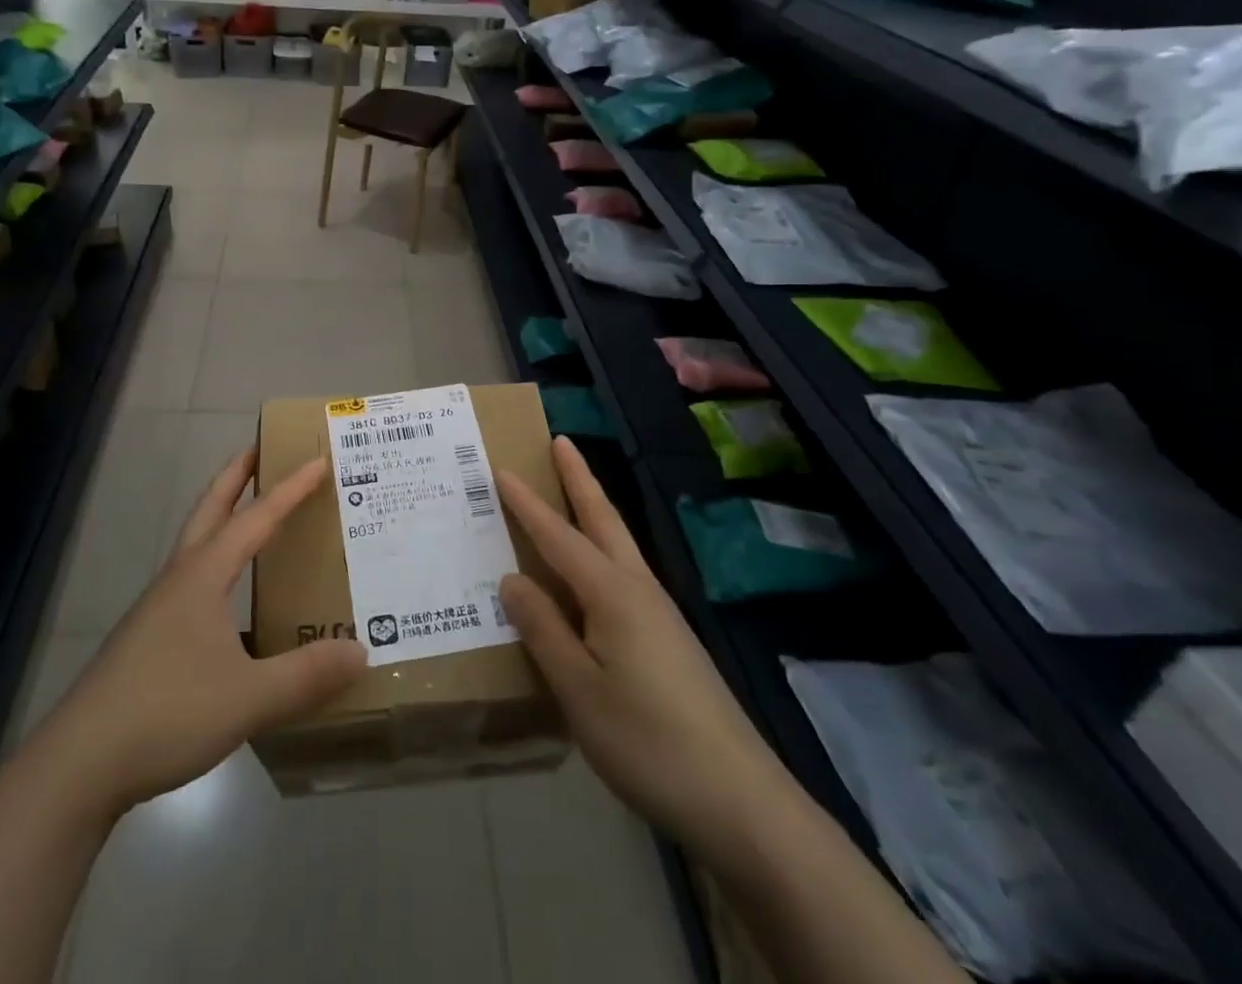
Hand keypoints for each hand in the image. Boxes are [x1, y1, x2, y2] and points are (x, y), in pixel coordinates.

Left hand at [24, 450, 366, 821]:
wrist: (80, 763)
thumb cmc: (168, 712)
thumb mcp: (249, 697)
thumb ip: (306, 675)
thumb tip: (360, 651)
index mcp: (203, 575)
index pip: (256, 518)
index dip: (289, 489)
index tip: (317, 459)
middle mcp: (179, 580)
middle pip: (209, 509)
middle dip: (235, 476)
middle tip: (260, 449)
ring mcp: (158, 610)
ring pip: (196, 546)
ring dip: (222, 519)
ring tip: (252, 520)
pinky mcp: (148, 641)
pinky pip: (191, 585)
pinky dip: (216, 570)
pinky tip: (233, 608)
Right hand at [499, 438, 780, 847]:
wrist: (741, 800)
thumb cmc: (648, 740)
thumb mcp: (579, 690)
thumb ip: (543, 630)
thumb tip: (513, 578)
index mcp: (611, 593)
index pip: (558, 536)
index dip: (527, 503)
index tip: (500, 468)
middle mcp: (638, 589)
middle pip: (603, 519)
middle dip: (579, 479)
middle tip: (560, 441)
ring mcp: (659, 614)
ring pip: (618, 545)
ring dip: (593, 510)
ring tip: (570, 494)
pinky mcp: (669, 640)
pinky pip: (624, 577)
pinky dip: (601, 554)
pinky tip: (590, 578)